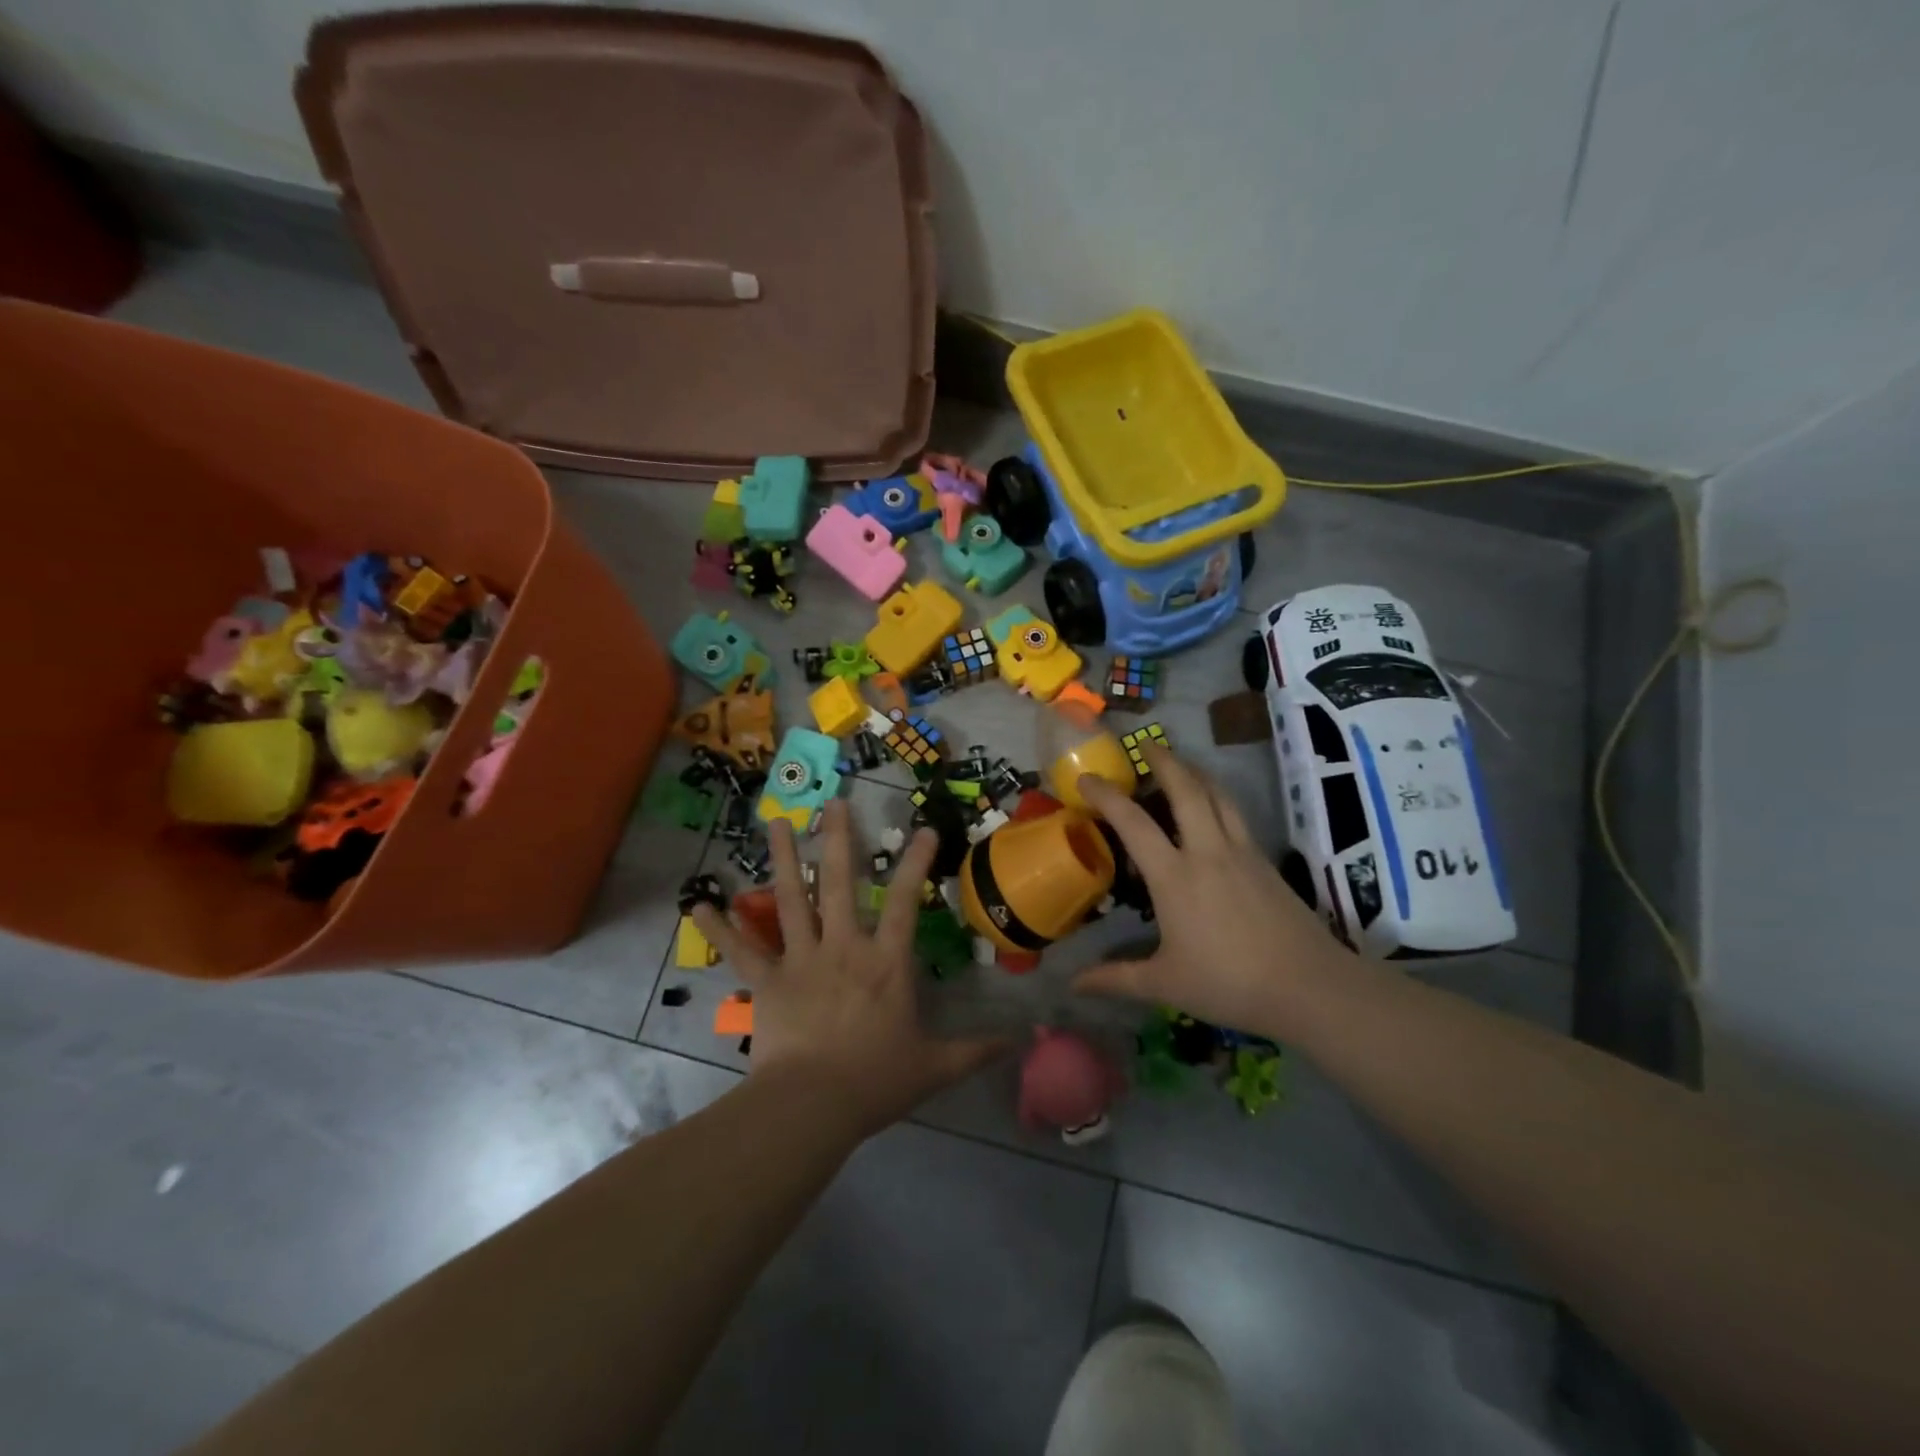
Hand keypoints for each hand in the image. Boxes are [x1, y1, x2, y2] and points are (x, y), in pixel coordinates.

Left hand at [691, 801, 1007, 1138]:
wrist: (812, 1107)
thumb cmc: (875, 1082)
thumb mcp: (934, 1067)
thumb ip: (975, 1050)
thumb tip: (1020, 1041)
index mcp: (884, 962)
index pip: (904, 901)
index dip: (915, 863)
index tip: (924, 830)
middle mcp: (842, 947)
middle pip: (839, 882)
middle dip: (838, 839)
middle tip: (833, 803)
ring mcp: (801, 960)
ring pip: (791, 899)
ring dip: (783, 859)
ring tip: (776, 823)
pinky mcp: (767, 982)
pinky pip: (741, 950)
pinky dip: (721, 927)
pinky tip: (697, 904)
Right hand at [1074, 746, 1352, 1039]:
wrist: (1309, 986)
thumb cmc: (1229, 983)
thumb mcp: (1165, 984)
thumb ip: (1116, 978)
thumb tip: (1072, 983)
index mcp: (1175, 876)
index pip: (1133, 823)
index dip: (1106, 796)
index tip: (1086, 778)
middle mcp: (1207, 852)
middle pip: (1186, 790)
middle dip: (1164, 762)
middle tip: (1147, 745)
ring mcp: (1241, 852)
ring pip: (1217, 795)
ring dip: (1196, 772)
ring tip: (1181, 763)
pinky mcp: (1265, 861)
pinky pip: (1236, 814)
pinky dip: (1218, 797)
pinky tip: (1216, 806)